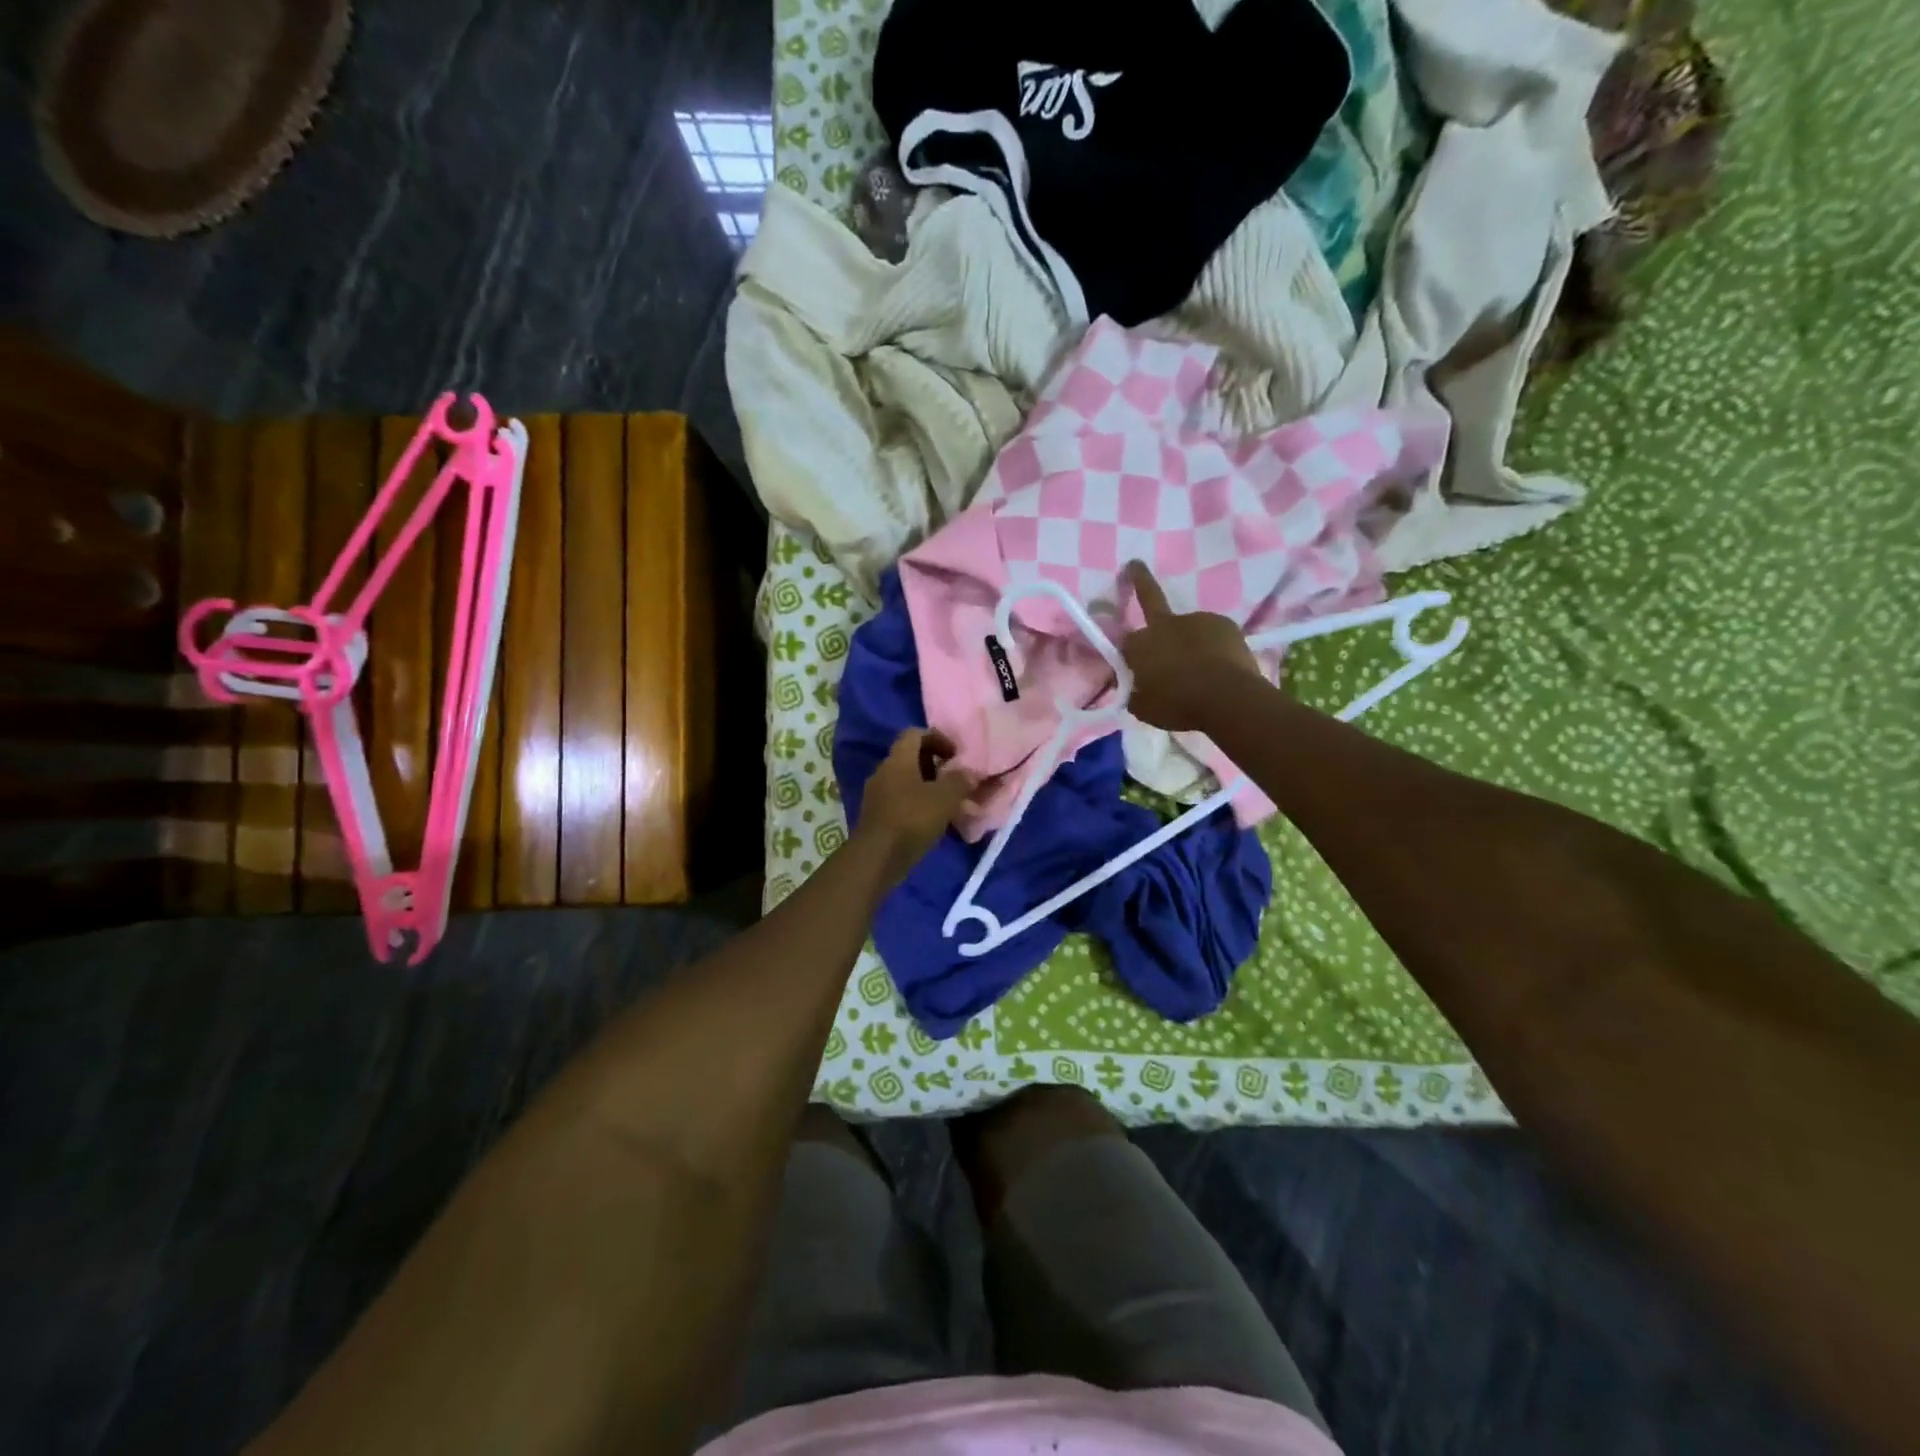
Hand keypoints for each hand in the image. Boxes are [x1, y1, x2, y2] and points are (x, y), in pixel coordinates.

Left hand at [855, 729, 976, 884]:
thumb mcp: (944, 798)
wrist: (877, 858)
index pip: (915, 734)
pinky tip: (932, 821)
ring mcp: (877, 794)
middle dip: (935, 765)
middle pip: (910, 757)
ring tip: (948, 803)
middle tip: (955, 780)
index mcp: (898, 759)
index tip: (956, 756)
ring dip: (927, 787)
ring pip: (906, 781)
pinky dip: (917, 804)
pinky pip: (900, 800)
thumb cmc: (912, 820)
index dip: (938, 739)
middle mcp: (884, 771)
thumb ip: (960, 781)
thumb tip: (970, 772)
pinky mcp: (876, 815)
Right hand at [1119, 561, 1264, 730]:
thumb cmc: (1178, 706)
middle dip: (1139, 579)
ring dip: (1190, 641)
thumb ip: (1134, 693)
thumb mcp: (1144, 708)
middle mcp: (1165, 624)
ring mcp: (1196, 619)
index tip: (1132, 664)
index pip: (1124, 641)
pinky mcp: (1223, 624)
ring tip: (1203, 668)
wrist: (1227, 700)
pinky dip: (1213, 646)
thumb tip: (1132, 688)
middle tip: (1135, 565)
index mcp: (1140, 645)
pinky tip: (1220, 665)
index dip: (1128, 652)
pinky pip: (1212, 634)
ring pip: (1188, 628)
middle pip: (1150, 598)